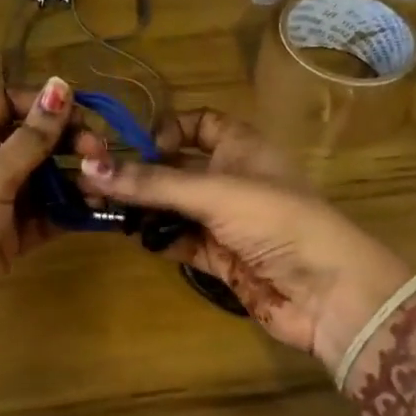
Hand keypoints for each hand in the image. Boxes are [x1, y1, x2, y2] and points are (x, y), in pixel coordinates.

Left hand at [0, 77, 81, 350]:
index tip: (83, 115)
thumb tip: (60, 85)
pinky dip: (69, 211)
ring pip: (44, 178)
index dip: (46, 105)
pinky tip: (95, 210)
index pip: (10, 102)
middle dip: (69, 144)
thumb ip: (32, 137)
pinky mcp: (10, 233)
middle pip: (33, 140)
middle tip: (101, 157)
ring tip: (104, 186)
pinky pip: (46, 213)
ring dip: (75, 180)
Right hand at [78, 110, 412, 367]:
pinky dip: (159, 239)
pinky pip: (181, 241)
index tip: (135, 147)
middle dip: (140, 173)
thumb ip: (152, 183)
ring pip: (174, 207)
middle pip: (177, 168)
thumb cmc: (276, 220)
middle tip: (92, 182)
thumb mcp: (213, 192)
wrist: (326, 291)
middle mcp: (232, 178)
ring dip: (143, 209)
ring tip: (99, 210)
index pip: (198, 123)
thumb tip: (89, 168)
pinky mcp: (221, 258)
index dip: (167, 129)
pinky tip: (135, 237)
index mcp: (241, 146)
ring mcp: (226, 220)